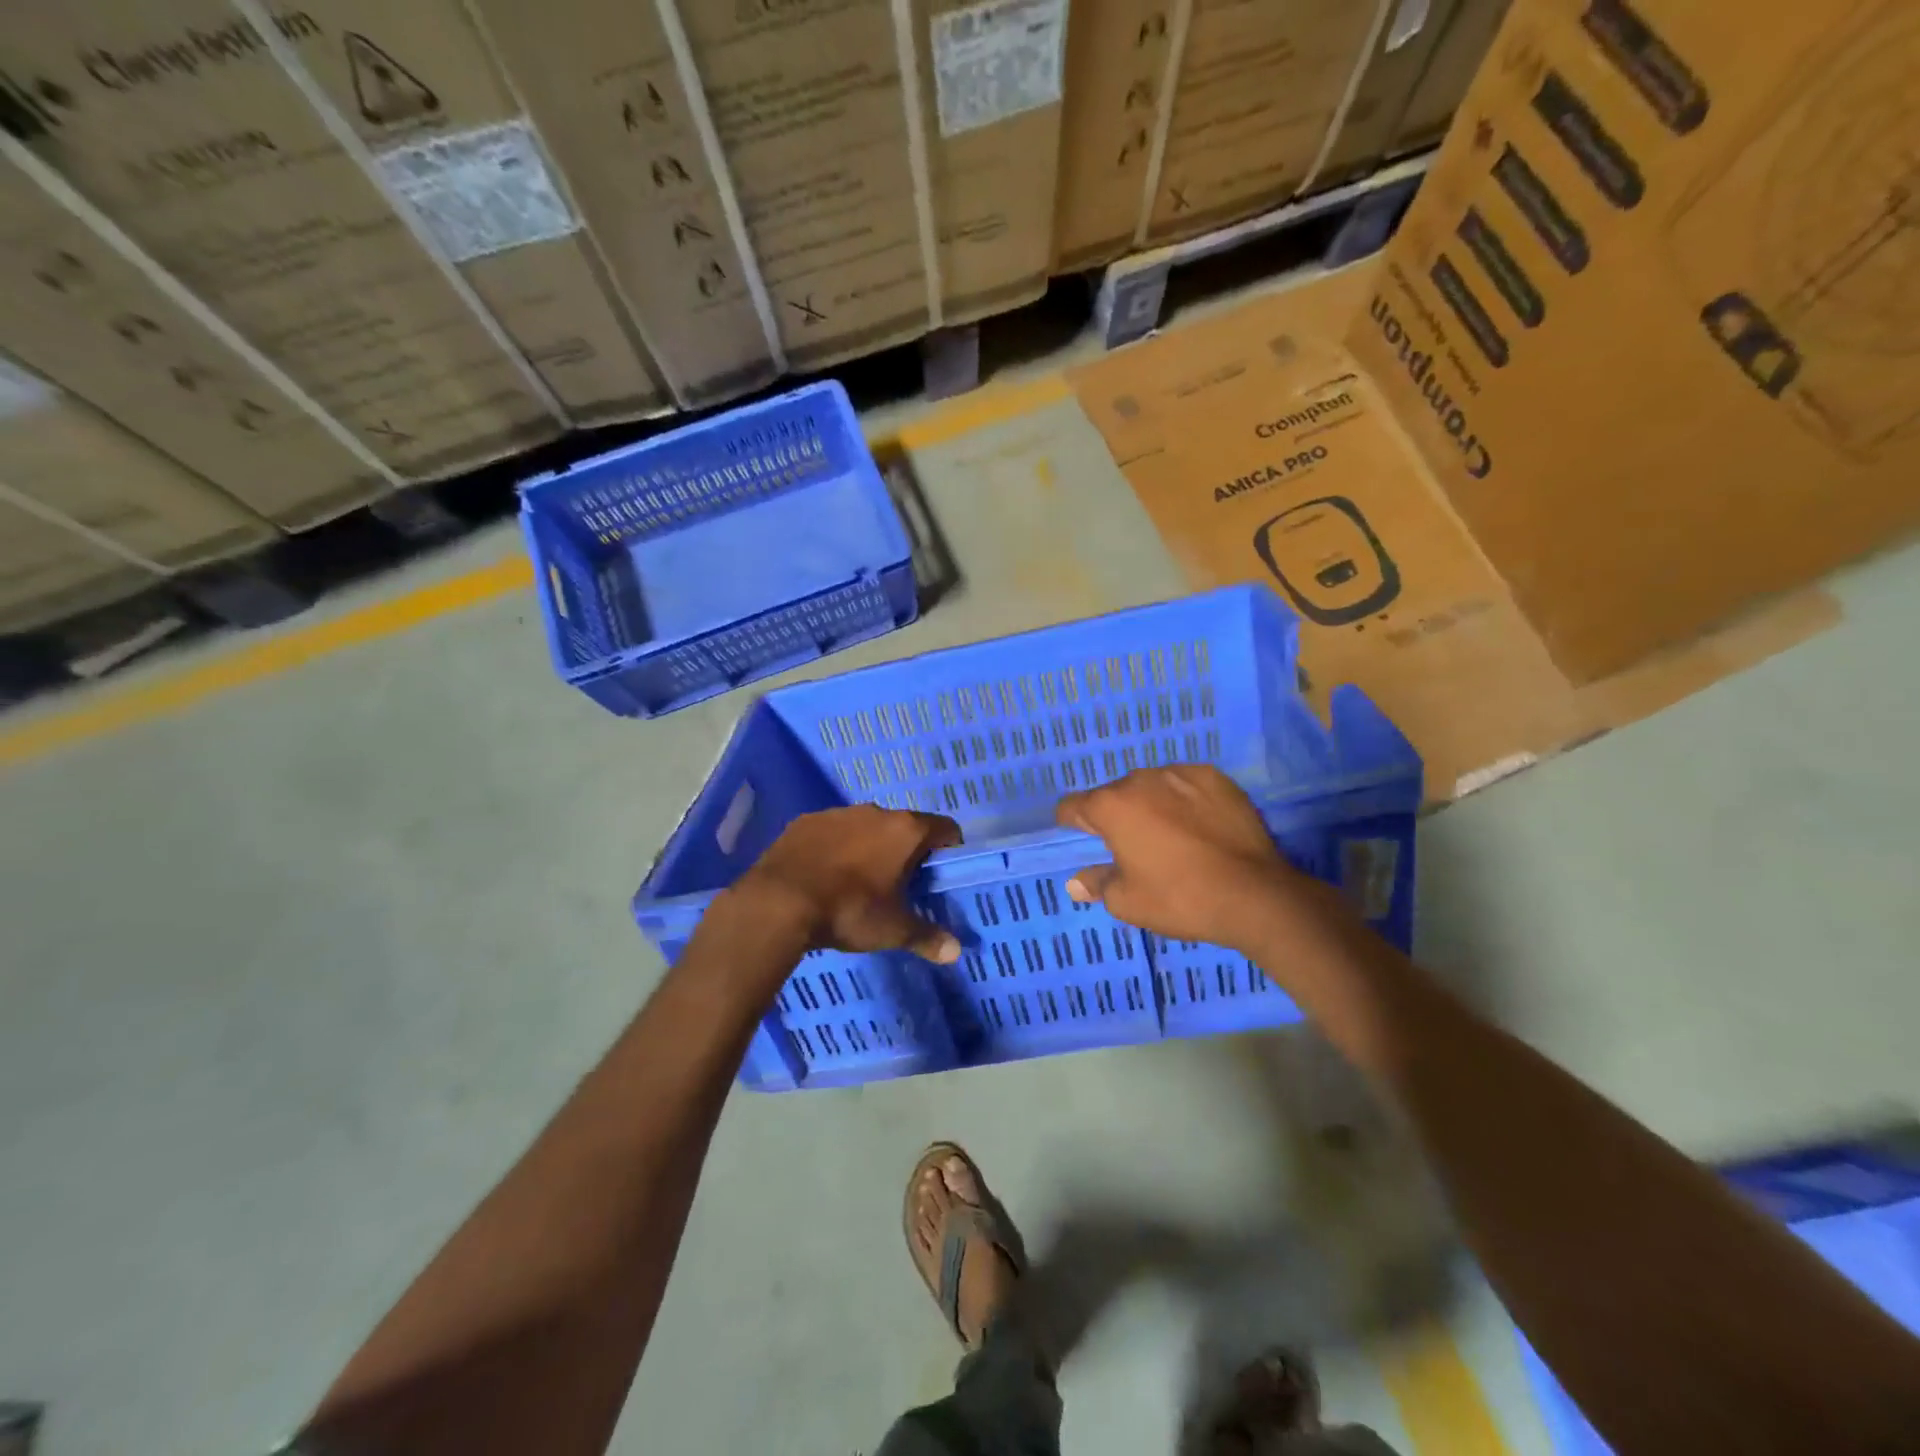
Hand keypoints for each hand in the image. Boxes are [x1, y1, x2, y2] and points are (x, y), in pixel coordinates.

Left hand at [725, 805, 963, 963]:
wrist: (778, 902)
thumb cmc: (849, 911)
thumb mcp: (892, 930)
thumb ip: (927, 937)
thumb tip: (955, 952)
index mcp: (905, 831)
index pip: (944, 828)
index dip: (949, 848)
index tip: (942, 870)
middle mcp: (875, 812)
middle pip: (904, 826)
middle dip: (906, 850)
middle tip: (900, 883)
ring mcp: (837, 813)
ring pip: (865, 826)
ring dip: (869, 846)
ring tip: (858, 880)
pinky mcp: (805, 821)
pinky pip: (831, 832)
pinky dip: (835, 847)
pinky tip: (824, 874)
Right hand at [1055, 765, 1347, 952]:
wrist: (1254, 894)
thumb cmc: (1180, 898)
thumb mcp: (1127, 901)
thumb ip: (1097, 884)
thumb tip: (1076, 883)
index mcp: (1111, 806)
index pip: (1073, 806)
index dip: (1073, 824)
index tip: (1085, 841)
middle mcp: (1141, 779)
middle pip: (1114, 794)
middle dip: (1117, 816)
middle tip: (1135, 848)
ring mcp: (1180, 773)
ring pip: (1151, 786)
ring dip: (1151, 805)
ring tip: (1172, 836)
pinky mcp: (1215, 777)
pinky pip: (1185, 784)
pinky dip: (1184, 800)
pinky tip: (1200, 825)